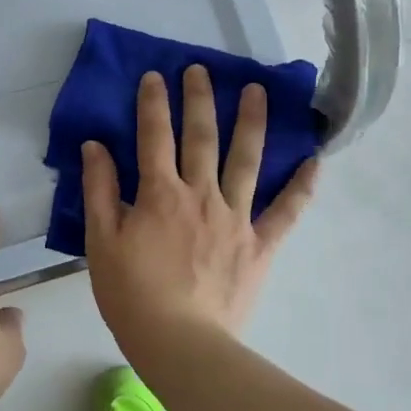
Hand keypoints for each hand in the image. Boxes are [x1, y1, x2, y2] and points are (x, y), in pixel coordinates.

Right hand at [81, 66, 316, 354]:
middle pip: (201, 137)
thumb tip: (96, 147)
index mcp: (160, 194)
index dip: (153, 104)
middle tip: (201, 69)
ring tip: (258, 91)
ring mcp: (236, 218)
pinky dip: (301, 186)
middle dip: (200, 99)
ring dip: (252, 123)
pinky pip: (286, 212)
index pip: (154, 136)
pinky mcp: (260, 245)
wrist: (179, 341)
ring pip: (246, 161)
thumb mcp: (101, 241)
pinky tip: (314, 160)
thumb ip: (99, 190)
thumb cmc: (131, 294)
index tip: (155, 76)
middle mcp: (201, 195)